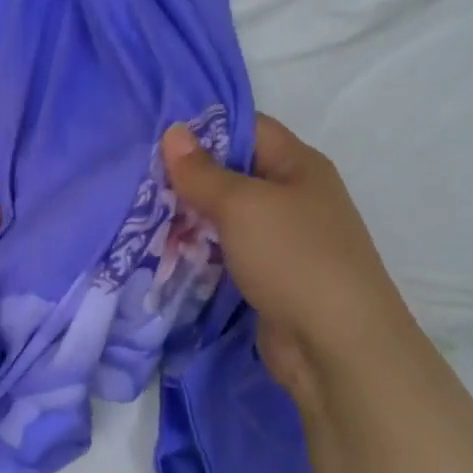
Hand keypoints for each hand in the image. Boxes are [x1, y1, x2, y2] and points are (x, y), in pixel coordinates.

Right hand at [161, 115, 415, 404]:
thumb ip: (203, 171)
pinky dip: (198, 248)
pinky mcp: (267, 274)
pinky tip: (162, 248)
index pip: (247, 126)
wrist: (336, 347)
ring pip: (225, 214)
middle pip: (233, 171)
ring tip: (138, 210)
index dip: (204, 125)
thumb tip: (173, 131)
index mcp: (297, 165)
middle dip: (187, 173)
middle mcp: (292, 195)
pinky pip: (226, 249)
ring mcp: (281, 238)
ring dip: (188, 214)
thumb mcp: (242, 205)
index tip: (154, 133)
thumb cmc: (293, 258)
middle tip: (135, 174)